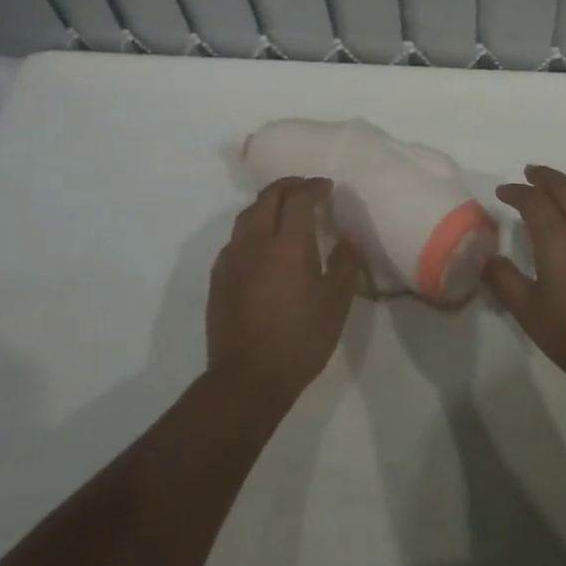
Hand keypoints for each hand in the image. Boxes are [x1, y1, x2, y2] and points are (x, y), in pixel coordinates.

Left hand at [207, 177, 360, 399]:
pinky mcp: (218, 277)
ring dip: (267, 204)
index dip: (314, 187)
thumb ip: (345, 264)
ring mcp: (233, 258)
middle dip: (288, 186)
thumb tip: (347, 240)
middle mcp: (257, 242)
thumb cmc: (301, 339)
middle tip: (304, 189)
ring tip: (282, 209)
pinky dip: (251, 229)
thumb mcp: (336, 303)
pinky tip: (260, 244)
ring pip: (247, 215)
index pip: (300, 198)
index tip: (326, 188)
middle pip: (268, 197)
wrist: (248, 378)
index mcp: (290, 244)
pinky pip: (235, 239)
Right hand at [485, 165, 565, 397]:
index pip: (532, 200)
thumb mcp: (531, 314)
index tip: (503, 192)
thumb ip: (504, 281)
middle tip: (529, 174)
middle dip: (543, 177)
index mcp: (557, 238)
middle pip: (563, 186)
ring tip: (563, 185)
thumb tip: (486, 257)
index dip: (515, 192)